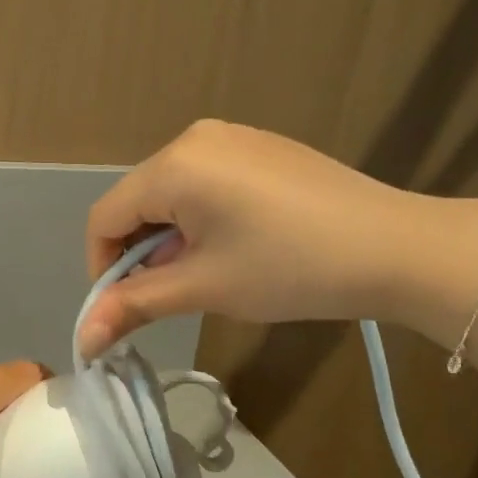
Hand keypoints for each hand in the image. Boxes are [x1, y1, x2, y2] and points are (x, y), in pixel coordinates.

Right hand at [79, 120, 447, 355]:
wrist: (395, 247)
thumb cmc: (290, 268)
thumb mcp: (205, 288)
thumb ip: (135, 305)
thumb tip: (82, 340)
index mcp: (175, 164)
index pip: (105, 218)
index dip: (103, 269)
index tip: (125, 310)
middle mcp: (195, 137)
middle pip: (137, 202)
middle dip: (141, 254)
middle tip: (173, 296)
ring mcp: (232, 137)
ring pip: (171, 194)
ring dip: (171, 239)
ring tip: (208, 275)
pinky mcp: (260, 147)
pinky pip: (205, 183)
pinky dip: (200, 219)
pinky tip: (236, 247)